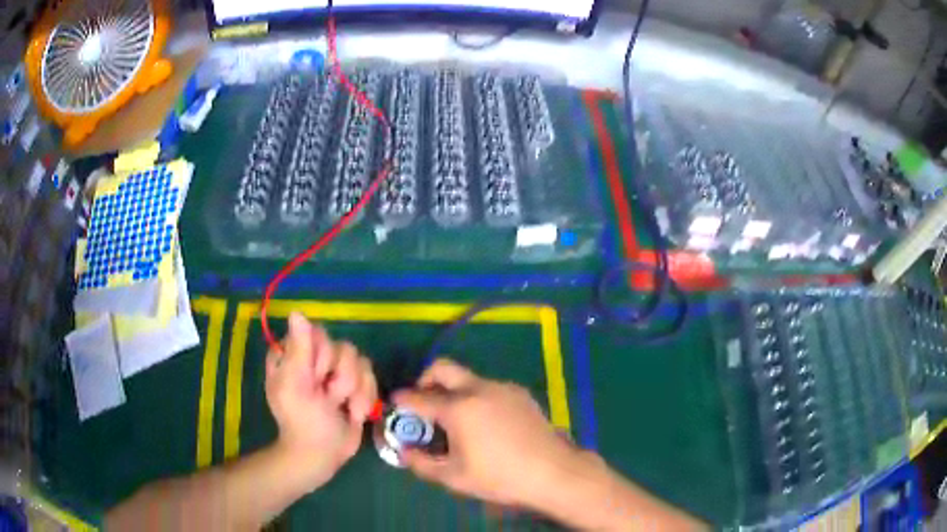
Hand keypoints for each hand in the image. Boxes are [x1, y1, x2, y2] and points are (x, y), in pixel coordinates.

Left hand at [265, 313, 376, 489]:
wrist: (323, 455)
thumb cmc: (302, 421)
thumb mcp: (295, 386)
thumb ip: (299, 349)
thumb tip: (297, 312)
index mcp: (293, 354)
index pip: (318, 334)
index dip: (322, 357)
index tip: (315, 379)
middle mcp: (315, 358)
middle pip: (344, 348)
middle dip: (341, 379)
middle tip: (327, 399)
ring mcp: (337, 372)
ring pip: (361, 362)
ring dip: (355, 392)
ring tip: (342, 409)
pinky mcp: (356, 385)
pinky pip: (371, 377)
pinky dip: (365, 399)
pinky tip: (353, 413)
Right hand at [392, 359, 584, 508]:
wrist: (553, 471)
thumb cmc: (499, 477)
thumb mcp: (454, 477)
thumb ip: (421, 463)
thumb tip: (404, 451)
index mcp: (459, 409)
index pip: (419, 398)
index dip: (403, 399)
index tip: (395, 402)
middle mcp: (479, 389)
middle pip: (443, 368)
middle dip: (425, 379)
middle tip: (422, 399)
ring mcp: (502, 388)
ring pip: (468, 378)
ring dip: (454, 391)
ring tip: (456, 419)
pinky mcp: (520, 393)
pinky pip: (490, 388)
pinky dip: (477, 397)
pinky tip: (485, 423)